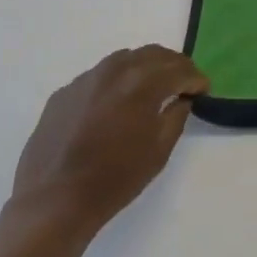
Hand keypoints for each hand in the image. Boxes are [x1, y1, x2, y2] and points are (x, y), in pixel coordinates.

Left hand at [8, 46, 208, 241]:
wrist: (53, 202)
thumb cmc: (114, 179)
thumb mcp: (159, 151)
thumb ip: (176, 116)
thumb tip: (181, 99)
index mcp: (143, 83)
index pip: (179, 69)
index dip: (196, 78)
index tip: (203, 89)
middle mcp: (115, 70)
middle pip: (153, 54)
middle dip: (173, 66)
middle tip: (183, 83)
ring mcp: (86, 79)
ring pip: (124, 59)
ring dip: (144, 68)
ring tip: (151, 87)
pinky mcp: (64, 92)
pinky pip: (98, 76)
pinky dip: (115, 82)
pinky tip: (115, 104)